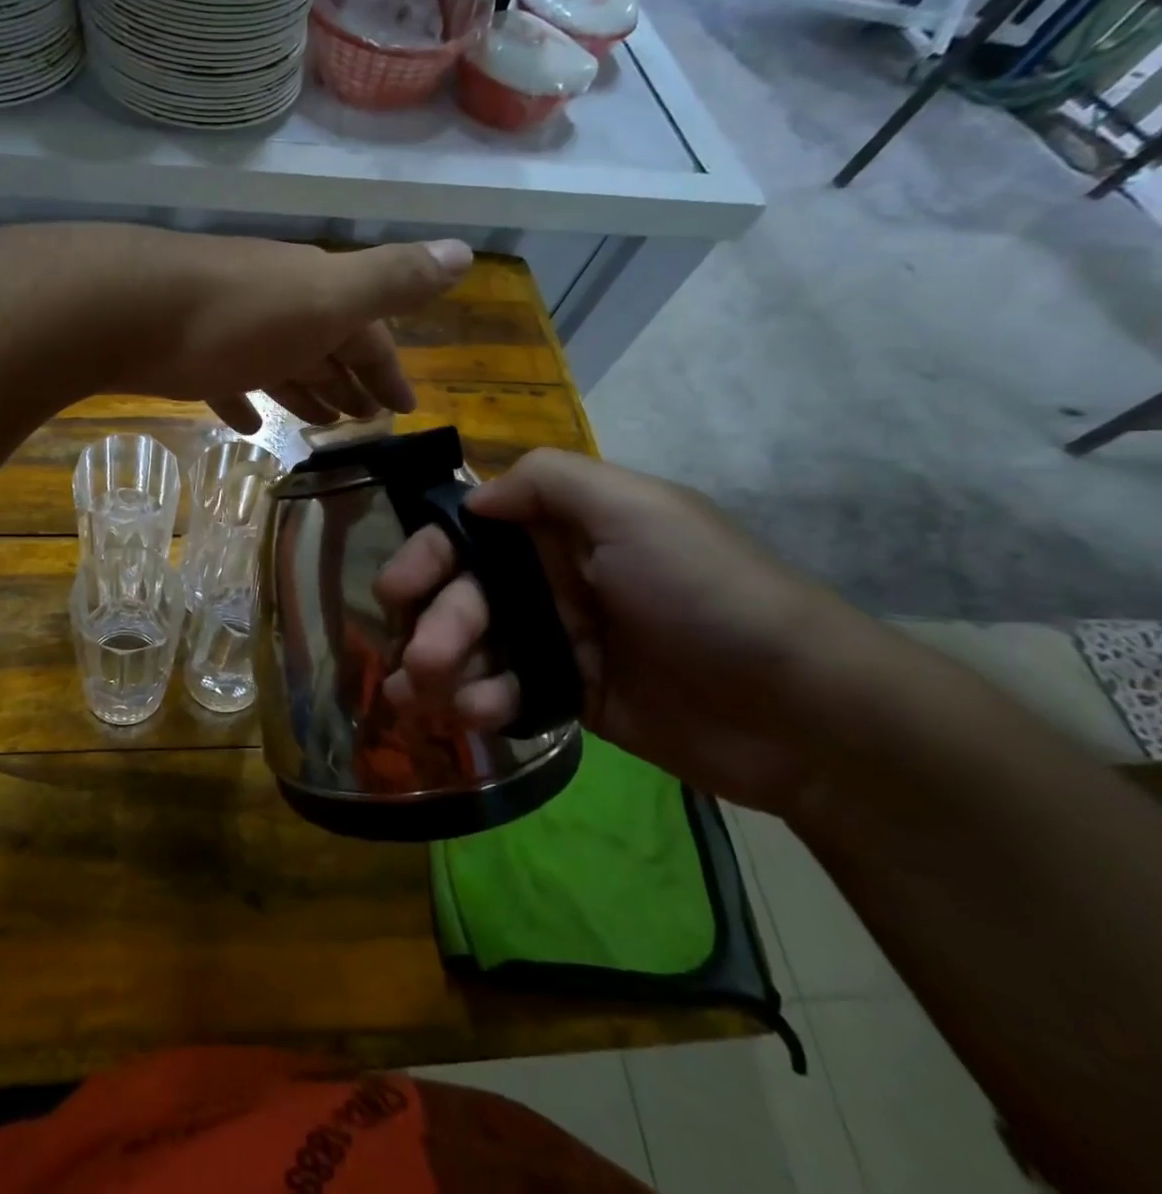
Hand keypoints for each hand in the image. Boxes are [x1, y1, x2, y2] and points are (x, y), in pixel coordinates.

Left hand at [0, 224, 473, 430]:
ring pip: (281, 362)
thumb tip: (464, 252)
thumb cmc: (237, 313)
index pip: (369, 332)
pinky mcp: (187, 353)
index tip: (403, 409)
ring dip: (304, 390)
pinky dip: (246, 400)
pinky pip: (229, 380)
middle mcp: (277, 303)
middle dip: (349, 380)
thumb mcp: (327, 297)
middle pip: (325, 345)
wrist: (124, 308)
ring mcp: (230, 327)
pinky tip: (252, 425)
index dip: (390, 369)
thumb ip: (391, 279)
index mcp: (317, 292)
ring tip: (323, 425)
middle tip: (365, 422)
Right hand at [373, 449, 889, 815]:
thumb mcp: (635, 509)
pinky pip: (505, 691)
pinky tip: (479, 715)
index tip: (397, 588)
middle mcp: (553, 577)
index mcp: (564, 528)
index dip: (428, 556)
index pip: (471, 530)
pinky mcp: (569, 694)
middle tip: (420, 660)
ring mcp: (559, 638)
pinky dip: (482, 701)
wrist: (800, 710)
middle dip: (434, 623)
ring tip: (426, 699)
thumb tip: (473, 498)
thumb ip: (546, 482)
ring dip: (442, 669)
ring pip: (474, 646)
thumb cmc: (707, 593)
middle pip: (464, 593)